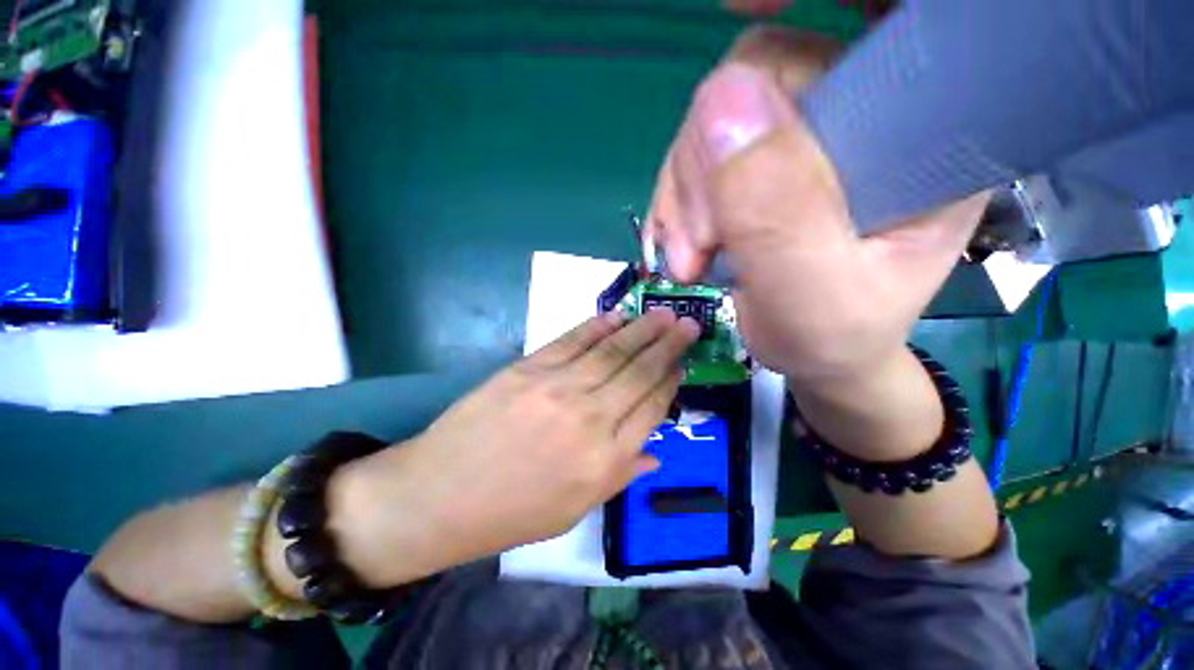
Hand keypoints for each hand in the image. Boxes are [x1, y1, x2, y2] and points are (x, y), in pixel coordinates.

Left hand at [328, 310, 699, 586]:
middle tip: (688, 324)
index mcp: (606, 460)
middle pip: (639, 373)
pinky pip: (572, 341)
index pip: (652, 409)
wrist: (441, 494)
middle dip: (668, 346)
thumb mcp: (575, 510)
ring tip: (664, 314)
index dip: (670, 383)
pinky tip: (617, 316)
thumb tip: (655, 452)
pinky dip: (598, 327)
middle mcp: (591, 418)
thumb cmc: (513, 511)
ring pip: (612, 351)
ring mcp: (559, 388)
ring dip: (642, 330)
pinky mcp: (529, 368)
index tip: (682, 365)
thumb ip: (621, 476)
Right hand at [650, 28, 987, 381]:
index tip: (737, 3)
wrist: (817, 354)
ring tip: (690, 258)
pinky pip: (701, 150)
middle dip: (709, 158)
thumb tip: (719, 103)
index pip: (888, 15)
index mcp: (925, 132)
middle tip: (699, 241)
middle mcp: (867, 113)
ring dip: (687, 190)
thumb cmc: (834, 336)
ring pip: (720, 115)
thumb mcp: (812, 295)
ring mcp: (807, 134)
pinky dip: (677, 197)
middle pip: (767, 70)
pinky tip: (681, 244)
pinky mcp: (764, 160)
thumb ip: (776, 213)